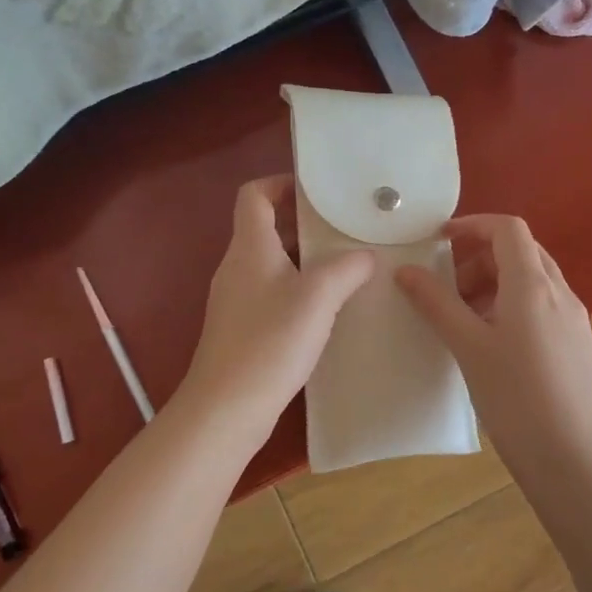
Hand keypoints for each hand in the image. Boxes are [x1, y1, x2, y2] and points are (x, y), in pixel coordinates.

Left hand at [174, 176, 373, 446]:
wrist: (226, 408)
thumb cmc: (270, 342)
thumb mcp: (318, 297)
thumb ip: (346, 268)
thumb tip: (365, 256)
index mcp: (249, 247)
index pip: (253, 195)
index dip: (281, 183)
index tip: (318, 192)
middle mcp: (237, 266)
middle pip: (265, 227)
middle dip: (304, 223)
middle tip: (345, 229)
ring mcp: (236, 299)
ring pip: (272, 262)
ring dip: (305, 258)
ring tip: (346, 266)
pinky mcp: (241, 328)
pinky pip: (271, 293)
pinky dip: (297, 289)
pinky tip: (326, 309)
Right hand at [396, 215, 591, 462]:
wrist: (575, 460)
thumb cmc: (517, 398)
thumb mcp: (468, 347)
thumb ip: (436, 303)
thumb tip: (405, 270)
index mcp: (533, 285)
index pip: (507, 229)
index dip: (472, 225)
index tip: (438, 241)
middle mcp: (559, 293)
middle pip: (520, 251)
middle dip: (479, 257)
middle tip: (446, 287)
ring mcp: (572, 319)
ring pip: (531, 280)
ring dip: (494, 283)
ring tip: (462, 318)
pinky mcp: (575, 344)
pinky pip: (540, 306)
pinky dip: (510, 306)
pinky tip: (490, 342)